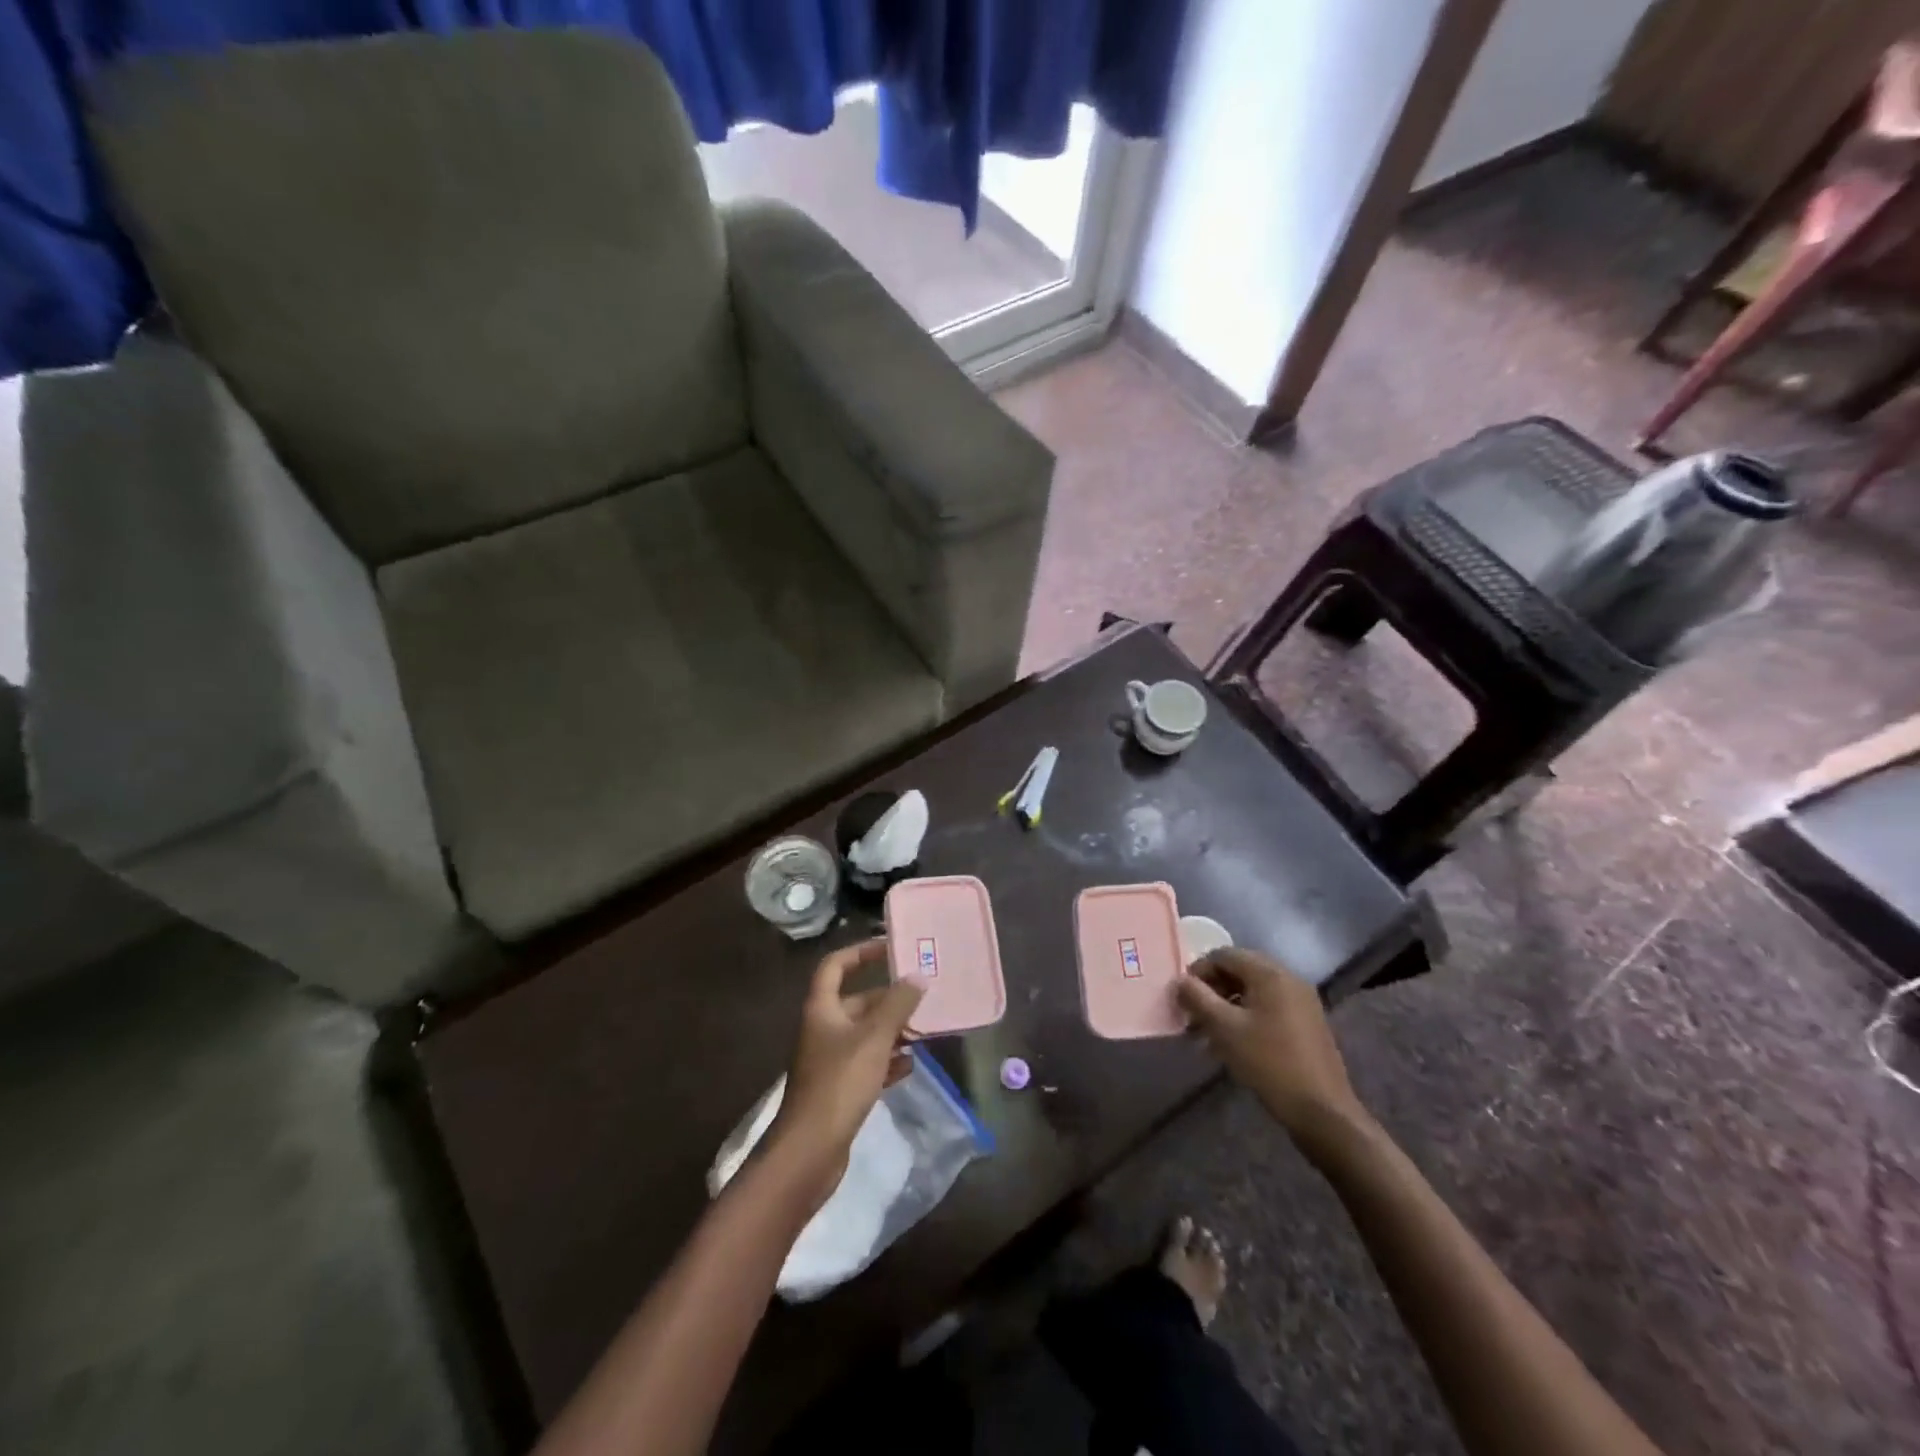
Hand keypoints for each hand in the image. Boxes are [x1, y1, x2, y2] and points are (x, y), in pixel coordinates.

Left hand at [768, 940, 924, 1205]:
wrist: (809, 1152)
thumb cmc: (839, 1084)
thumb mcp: (874, 1039)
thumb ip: (898, 1005)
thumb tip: (918, 977)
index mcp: (821, 1008)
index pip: (835, 965)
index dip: (861, 952)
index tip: (891, 948)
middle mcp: (823, 1029)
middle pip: (857, 1001)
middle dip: (889, 999)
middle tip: (924, 996)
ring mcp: (830, 1061)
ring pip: (865, 1034)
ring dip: (893, 1030)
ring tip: (925, 1030)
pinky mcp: (839, 1089)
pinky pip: (867, 1063)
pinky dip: (888, 1060)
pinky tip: (911, 1065)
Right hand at [1176, 948, 1368, 1150]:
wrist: (1322, 1111)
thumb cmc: (1269, 1062)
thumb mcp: (1224, 1028)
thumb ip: (1197, 998)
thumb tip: (1180, 981)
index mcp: (1270, 973)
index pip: (1224, 955)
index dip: (1198, 971)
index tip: (1183, 998)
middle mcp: (1289, 979)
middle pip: (1239, 970)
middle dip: (1212, 990)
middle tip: (1193, 1016)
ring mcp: (1302, 1002)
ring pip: (1253, 991)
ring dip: (1226, 1006)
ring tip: (1208, 1034)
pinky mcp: (1307, 1023)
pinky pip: (1268, 1007)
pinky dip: (1246, 1017)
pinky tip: (1234, 1043)